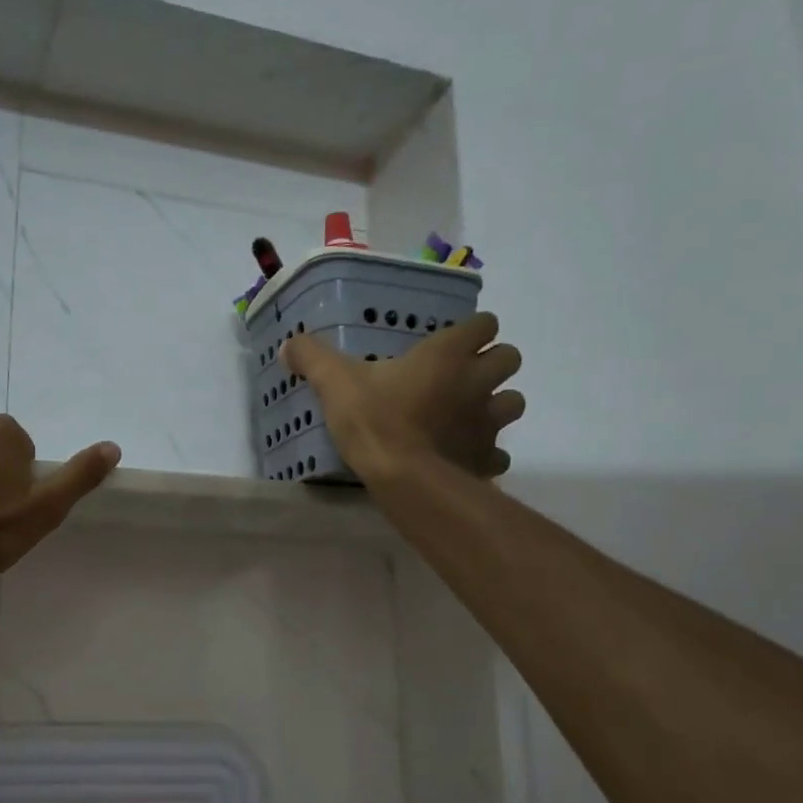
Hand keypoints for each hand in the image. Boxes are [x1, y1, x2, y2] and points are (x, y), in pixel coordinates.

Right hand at [283, 312, 524, 482]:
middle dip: (492, 363)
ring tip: (467, 414)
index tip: (452, 342)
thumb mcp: (334, 383)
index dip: (473, 330)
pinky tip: (462, 456)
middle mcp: (477, 381)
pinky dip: (486, 452)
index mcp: (447, 355)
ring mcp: (488, 422)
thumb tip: (289, 344)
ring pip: (513, 402)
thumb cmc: (375, 420)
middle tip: (460, 377)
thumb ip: (313, 358)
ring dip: (496, 404)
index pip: (485, 324)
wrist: (405, 478)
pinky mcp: (487, 458)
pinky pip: (498, 452)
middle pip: (510, 357)